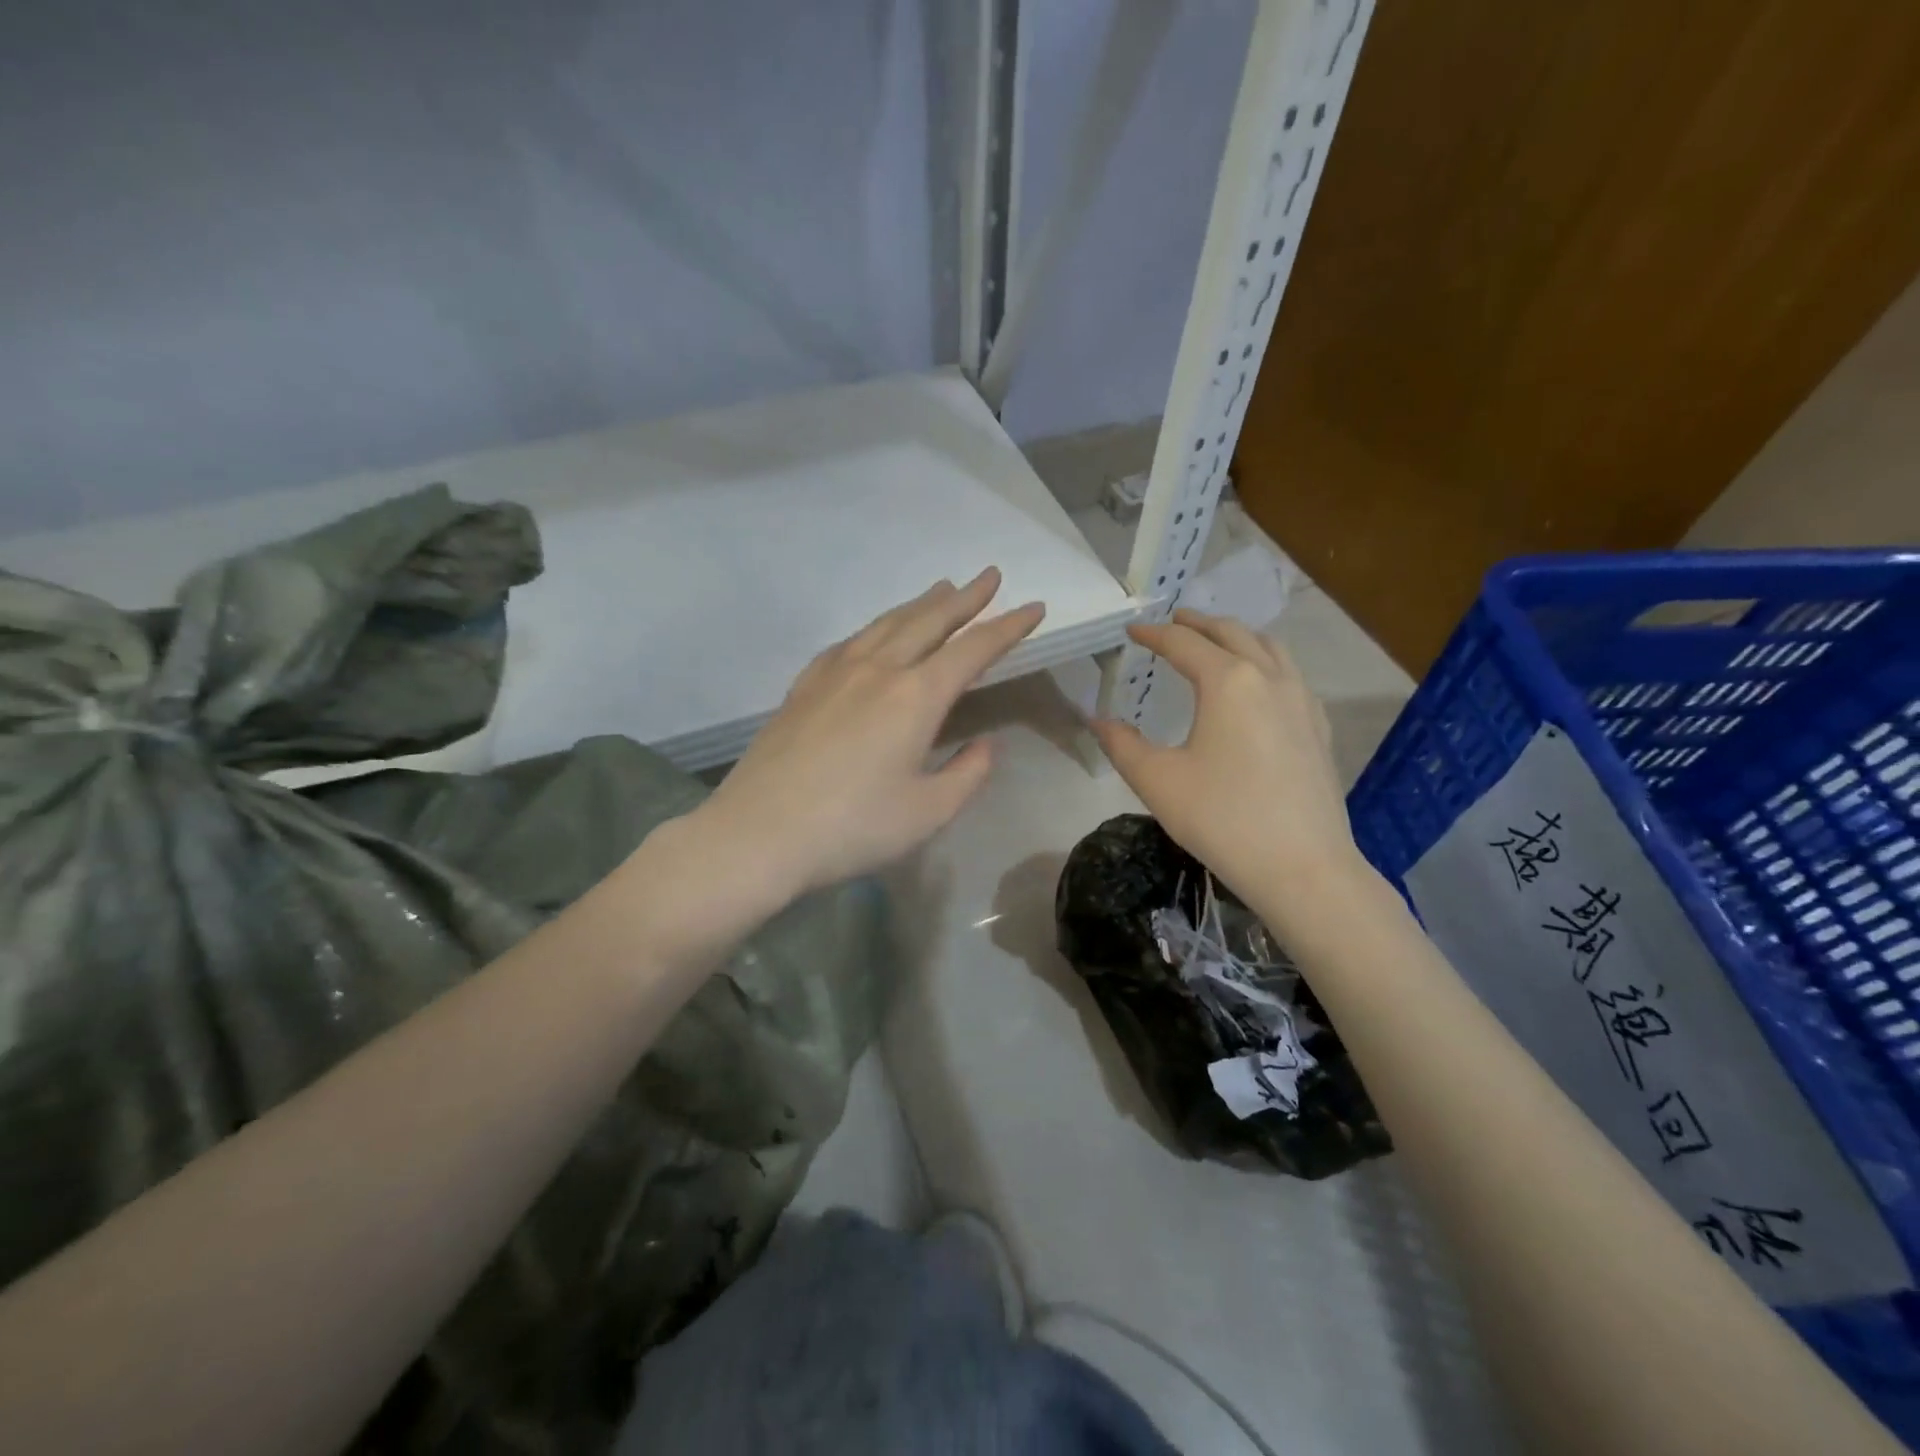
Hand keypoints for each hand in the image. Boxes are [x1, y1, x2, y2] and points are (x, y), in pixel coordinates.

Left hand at [698, 569, 1043, 898]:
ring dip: (920, 605)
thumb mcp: (928, 812)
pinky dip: (876, 628)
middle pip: (929, 621)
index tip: (1034, 608)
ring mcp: (835, 673)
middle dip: (965, 598)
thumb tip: (985, 744)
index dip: (1008, 627)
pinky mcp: (804, 686)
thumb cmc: (853, 828)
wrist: (758, 834)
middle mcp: (878, 670)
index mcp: (915, 697)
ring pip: (887, 624)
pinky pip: (849, 642)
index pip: (973, 650)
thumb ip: (967, 773)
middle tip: (989, 576)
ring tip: (942, 589)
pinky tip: (875, 634)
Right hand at [1091, 609, 1367, 915]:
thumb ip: (1122, 745)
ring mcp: (1302, 701)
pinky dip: (1266, 662)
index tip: (1132, 630)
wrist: (1302, 867)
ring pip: (1270, 648)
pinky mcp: (1318, 728)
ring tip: (1216, 643)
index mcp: (1228, 681)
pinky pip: (1291, 675)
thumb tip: (1098, 720)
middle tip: (1173, 622)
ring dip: (1237, 637)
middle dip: (1198, 623)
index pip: (1184, 643)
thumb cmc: (1222, 818)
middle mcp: (1269, 677)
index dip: (1154, 633)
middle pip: (1232, 633)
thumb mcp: (1158, 781)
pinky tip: (1259, 687)